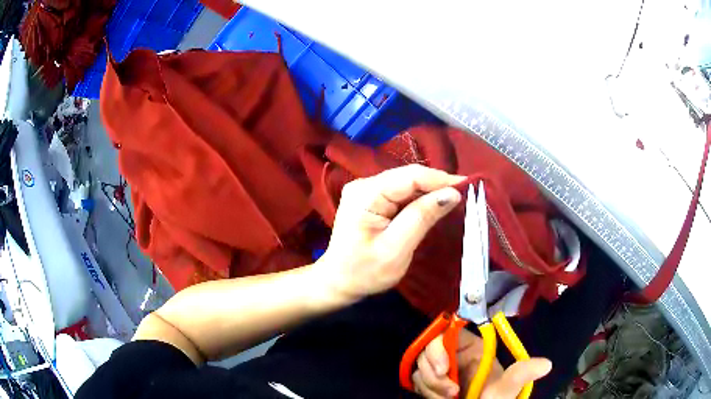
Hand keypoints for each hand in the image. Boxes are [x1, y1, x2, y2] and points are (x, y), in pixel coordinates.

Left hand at [316, 165, 465, 301]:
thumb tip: (452, 193)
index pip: (410, 176)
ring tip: (454, 200)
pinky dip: (419, 199)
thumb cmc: (364, 272)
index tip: (468, 186)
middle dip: (437, 185)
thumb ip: (422, 218)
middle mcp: (364, 184)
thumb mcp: (396, 249)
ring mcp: (366, 190)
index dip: (441, 179)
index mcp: (366, 194)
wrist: (338, 282)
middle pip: (408, 177)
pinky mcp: (370, 199)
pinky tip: (433, 206)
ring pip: (407, 184)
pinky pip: (401, 193)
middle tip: (464, 196)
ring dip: (430, 192)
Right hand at [413, 329, 551, 398]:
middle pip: (430, 349)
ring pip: (422, 366)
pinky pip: (417, 380)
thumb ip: (519, 376)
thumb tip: (547, 364)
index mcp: (472, 349)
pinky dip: (426, 391)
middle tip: (448, 391)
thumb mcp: (504, 390)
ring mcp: (441, 369)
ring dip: (430, 385)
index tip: (444, 368)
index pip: (449, 333)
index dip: (440, 346)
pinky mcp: (430, 382)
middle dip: (434, 371)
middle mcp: (455, 356)